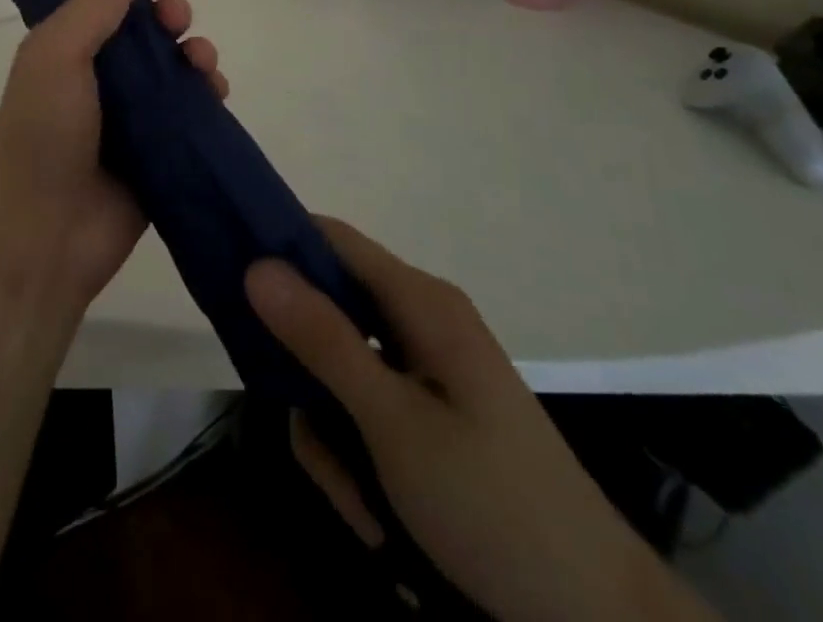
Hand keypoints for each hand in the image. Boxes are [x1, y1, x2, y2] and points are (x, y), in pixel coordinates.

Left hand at [0, 0, 226, 311]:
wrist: (45, 238)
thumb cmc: (44, 132)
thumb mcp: (63, 47)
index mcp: (65, 44)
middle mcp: (98, 73)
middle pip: (146, 25)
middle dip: (169, 12)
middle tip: (173, 21)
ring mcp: (130, 113)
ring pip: (175, 63)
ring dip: (194, 49)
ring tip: (198, 62)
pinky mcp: (160, 148)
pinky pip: (193, 106)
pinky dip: (208, 90)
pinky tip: (214, 90)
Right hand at [246, 220, 718, 621]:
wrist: (595, 614)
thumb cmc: (492, 502)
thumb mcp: (393, 423)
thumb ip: (323, 340)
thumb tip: (256, 264)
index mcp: (419, 301)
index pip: (331, 239)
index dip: (278, 243)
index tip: (227, 276)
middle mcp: (419, 322)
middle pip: (327, 315)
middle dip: (307, 379)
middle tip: (307, 432)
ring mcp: (425, 370)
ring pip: (339, 375)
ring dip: (334, 437)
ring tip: (360, 504)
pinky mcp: (428, 415)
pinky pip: (365, 411)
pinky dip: (358, 458)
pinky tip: (378, 515)